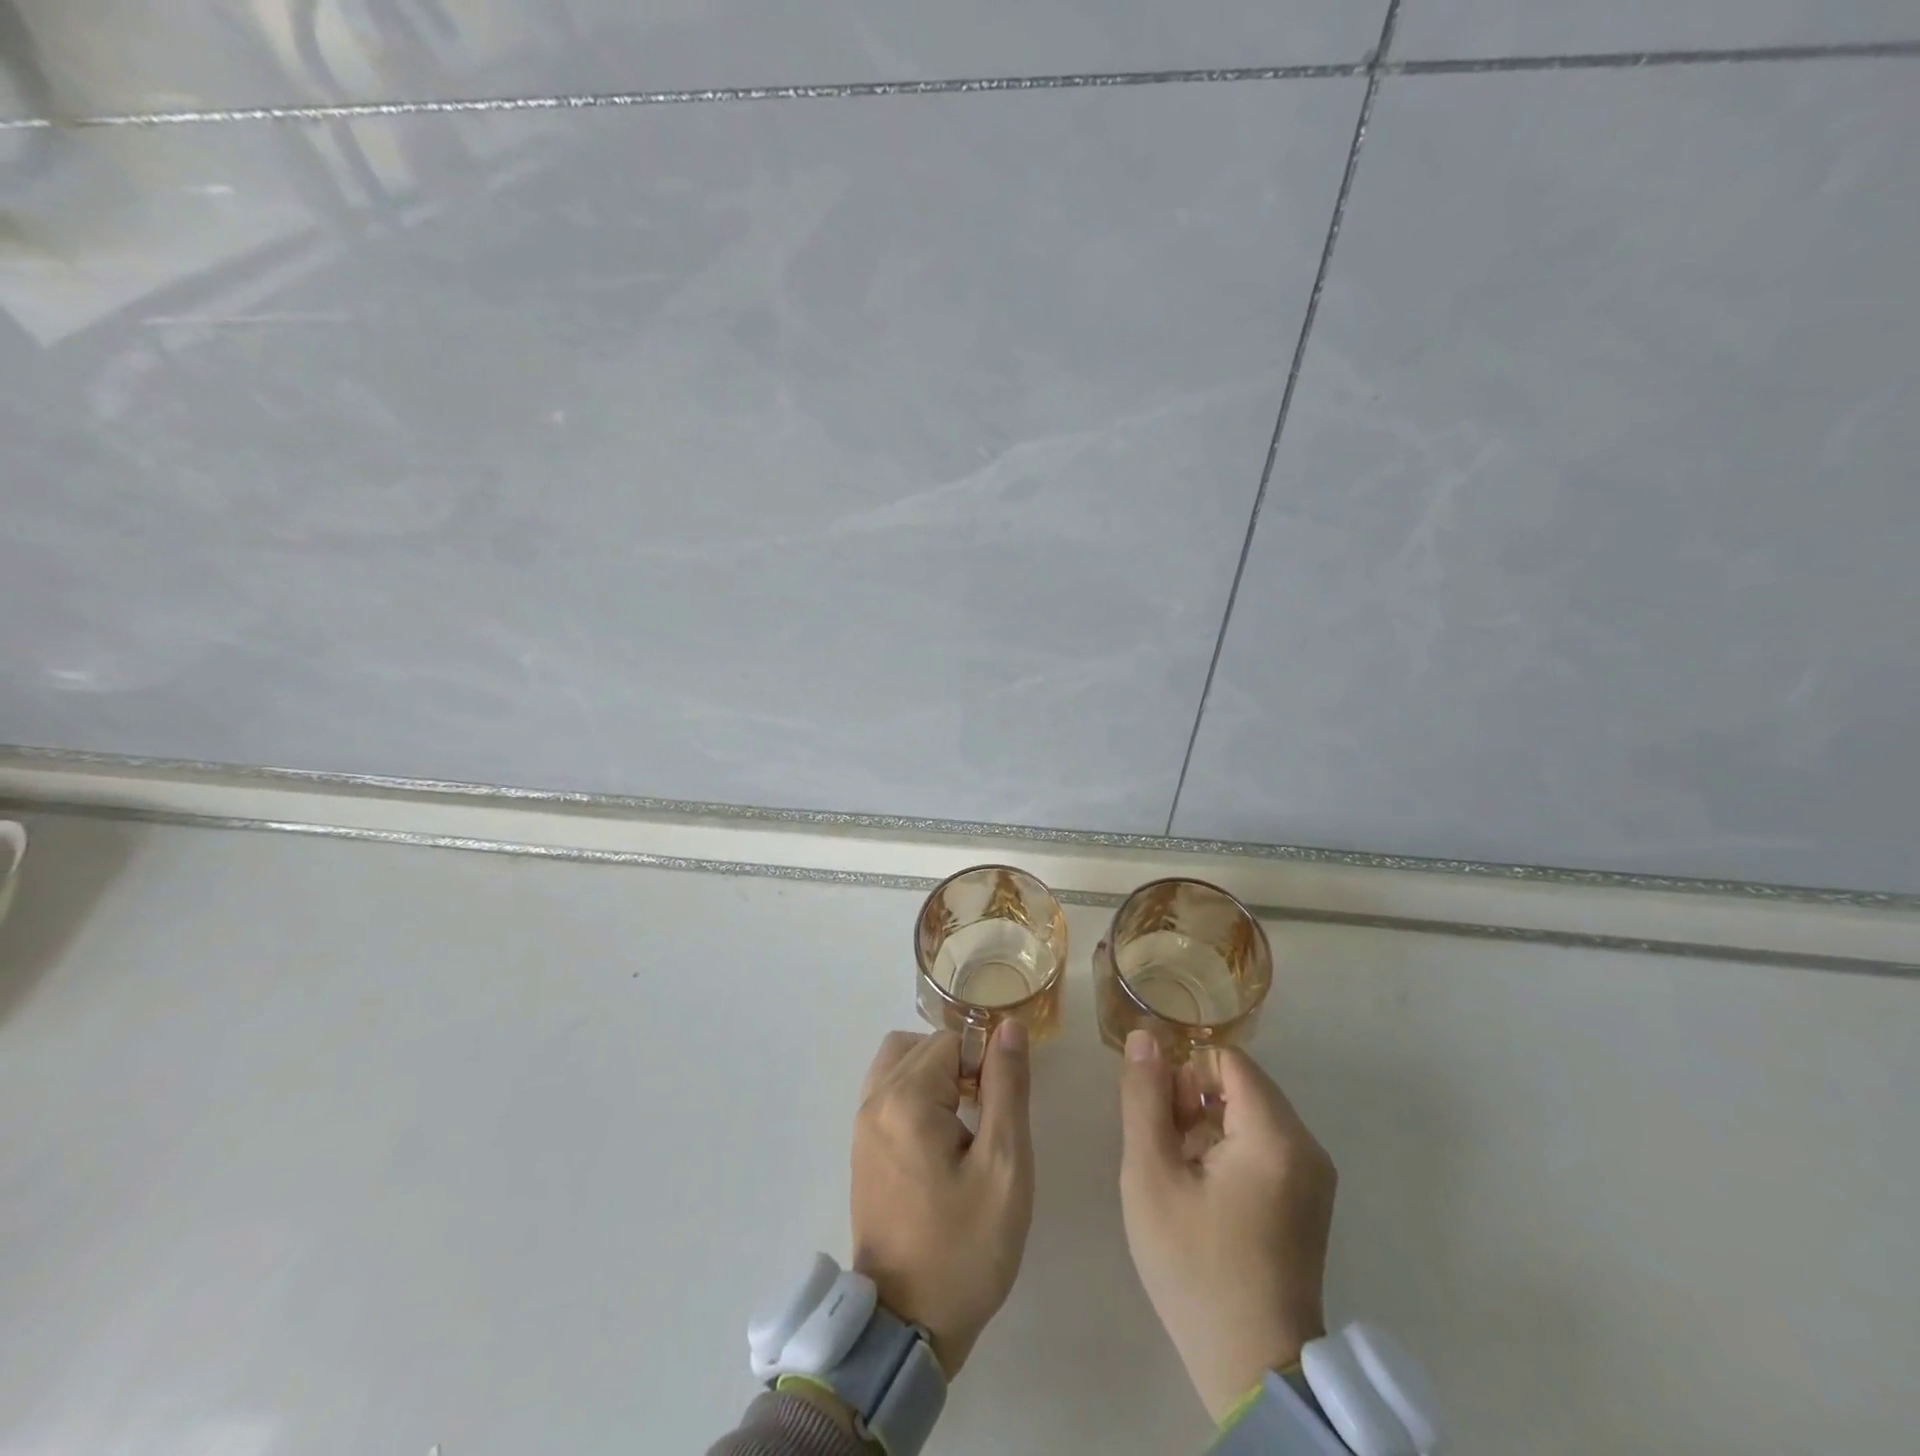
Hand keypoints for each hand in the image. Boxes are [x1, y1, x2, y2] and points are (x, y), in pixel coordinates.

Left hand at [850, 1023, 1033, 1376]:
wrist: (907, 1326)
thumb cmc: (964, 1247)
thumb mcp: (1003, 1167)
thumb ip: (1007, 1088)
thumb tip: (1008, 1027)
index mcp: (905, 1099)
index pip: (951, 1041)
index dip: (984, 1064)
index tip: (999, 1110)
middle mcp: (874, 1100)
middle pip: (923, 1046)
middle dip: (960, 1066)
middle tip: (987, 1116)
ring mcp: (861, 1124)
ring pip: (901, 1062)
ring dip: (936, 1075)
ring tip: (966, 1121)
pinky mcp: (861, 1147)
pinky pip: (888, 1091)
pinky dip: (916, 1094)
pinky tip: (941, 1137)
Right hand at [1118, 1032, 1336, 1421]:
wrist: (1253, 1371)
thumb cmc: (1196, 1268)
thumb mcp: (1151, 1176)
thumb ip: (1144, 1098)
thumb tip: (1145, 1036)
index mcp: (1275, 1135)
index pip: (1225, 1059)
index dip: (1184, 1078)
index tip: (1165, 1125)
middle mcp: (1307, 1145)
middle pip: (1240, 1084)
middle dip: (1195, 1102)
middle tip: (1169, 1154)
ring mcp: (1314, 1175)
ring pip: (1250, 1112)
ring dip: (1209, 1127)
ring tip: (1184, 1179)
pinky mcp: (1310, 1199)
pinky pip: (1265, 1143)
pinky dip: (1231, 1150)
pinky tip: (1207, 1196)